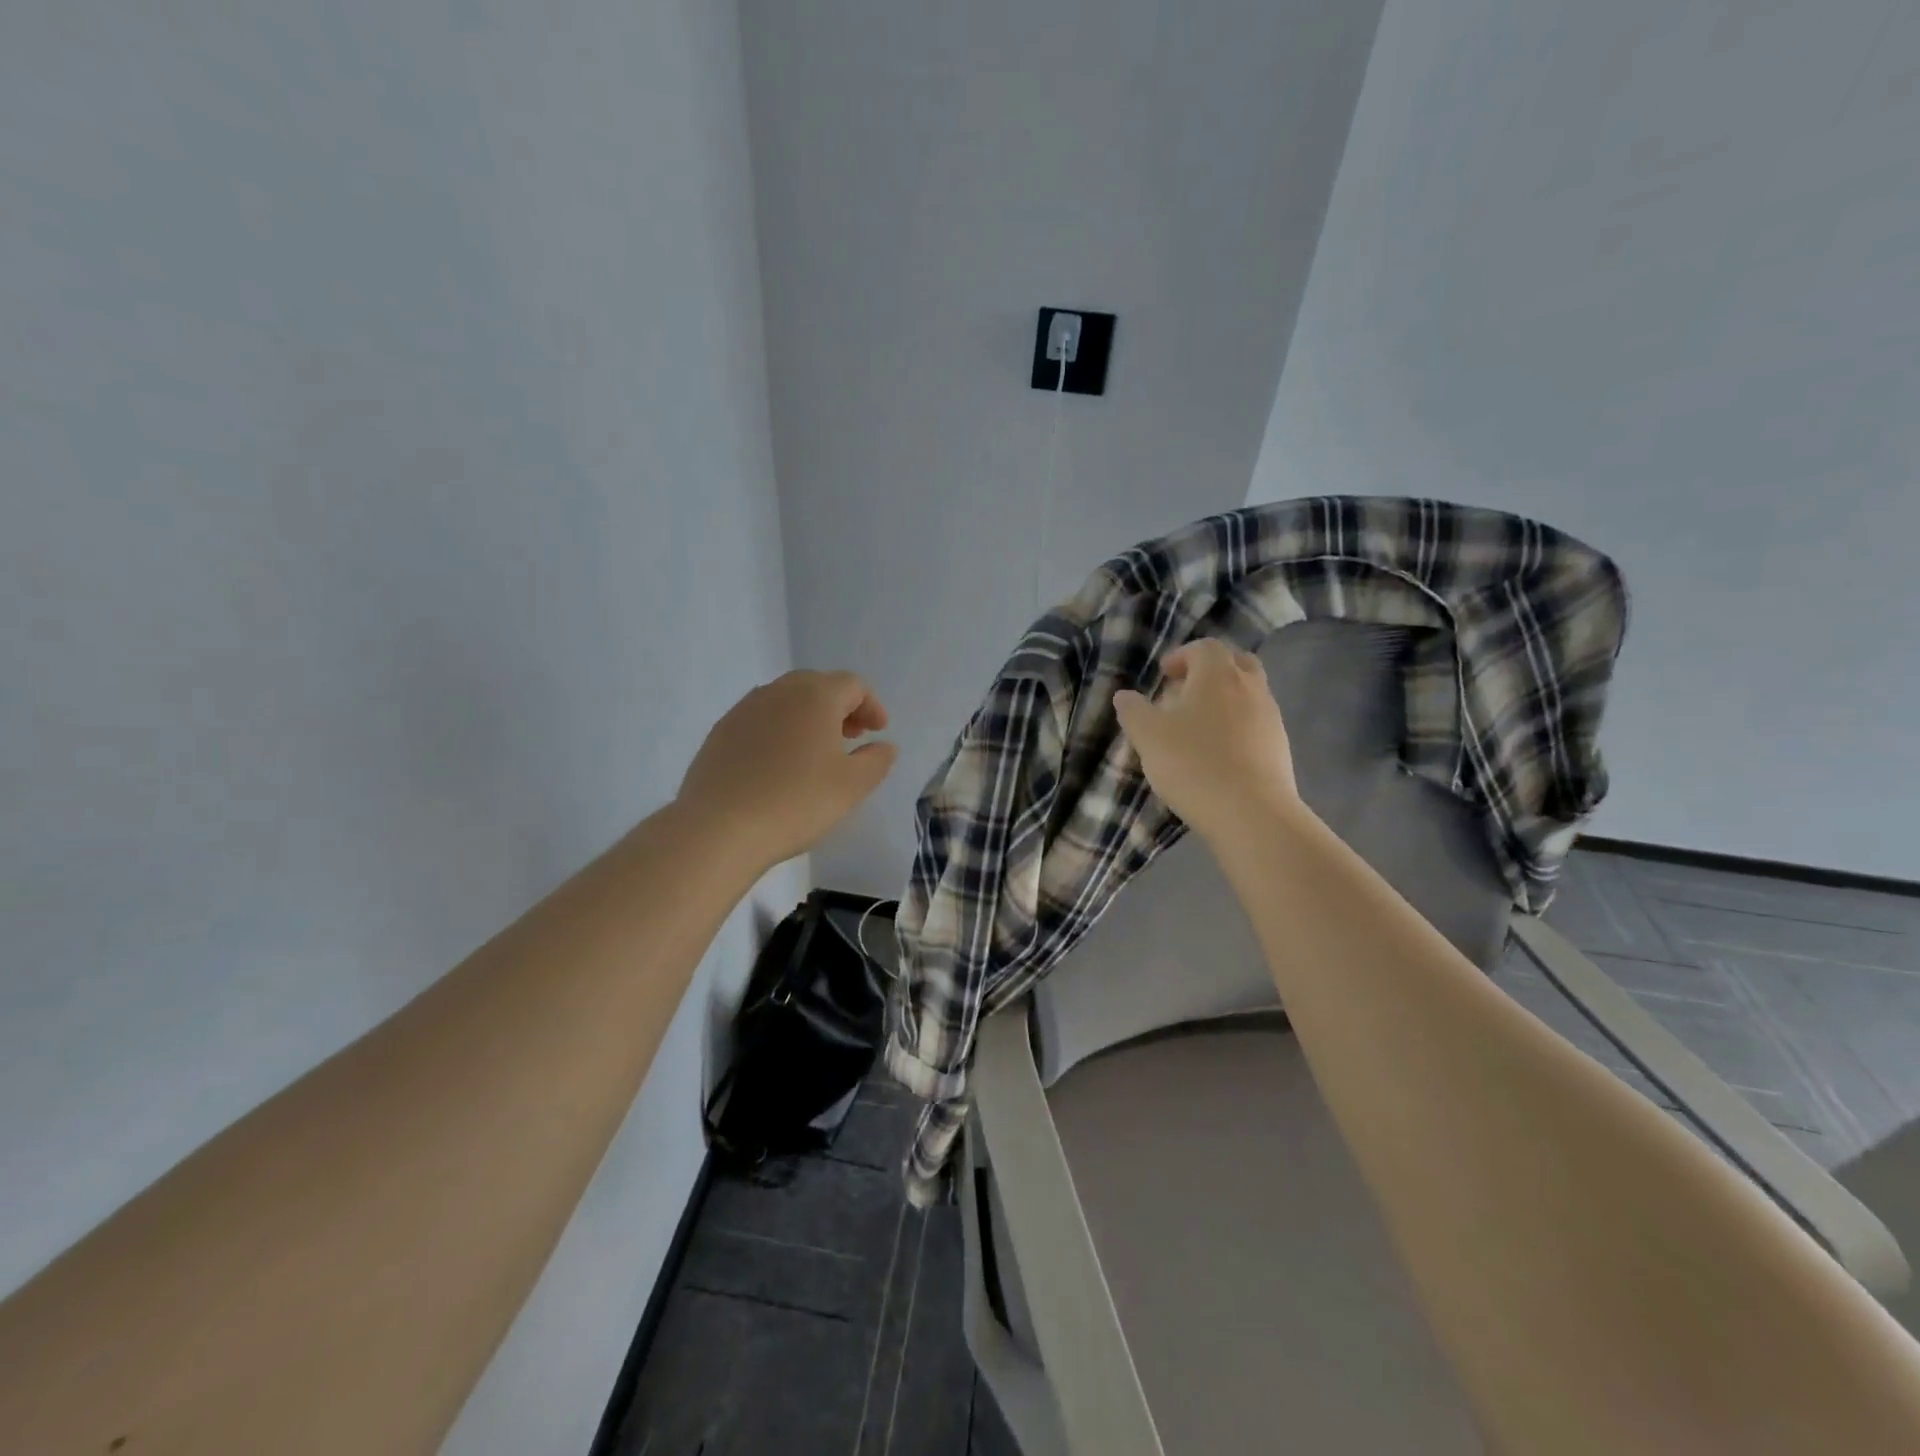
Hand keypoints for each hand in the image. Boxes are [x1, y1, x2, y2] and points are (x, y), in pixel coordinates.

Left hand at [677, 670, 898, 871]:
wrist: (719, 828)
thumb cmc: (797, 802)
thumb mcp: (852, 786)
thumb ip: (876, 760)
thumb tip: (884, 746)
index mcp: (815, 696)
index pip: (852, 684)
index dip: (871, 705)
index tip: (878, 732)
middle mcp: (778, 692)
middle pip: (817, 685)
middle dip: (840, 707)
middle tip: (851, 737)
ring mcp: (744, 710)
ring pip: (785, 701)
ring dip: (808, 717)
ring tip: (816, 752)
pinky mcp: (720, 733)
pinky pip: (759, 720)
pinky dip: (779, 731)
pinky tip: (779, 765)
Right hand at [1113, 639, 1299, 841]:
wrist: (1250, 812)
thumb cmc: (1192, 764)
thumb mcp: (1148, 736)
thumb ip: (1133, 711)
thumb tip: (1124, 696)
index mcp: (1217, 674)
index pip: (1204, 648)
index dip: (1182, 656)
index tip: (1163, 675)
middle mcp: (1250, 686)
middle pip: (1235, 663)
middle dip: (1209, 672)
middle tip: (1185, 693)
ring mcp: (1270, 716)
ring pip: (1248, 693)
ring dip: (1224, 700)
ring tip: (1198, 728)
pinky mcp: (1280, 746)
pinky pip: (1256, 722)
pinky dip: (1237, 726)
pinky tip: (1218, 753)